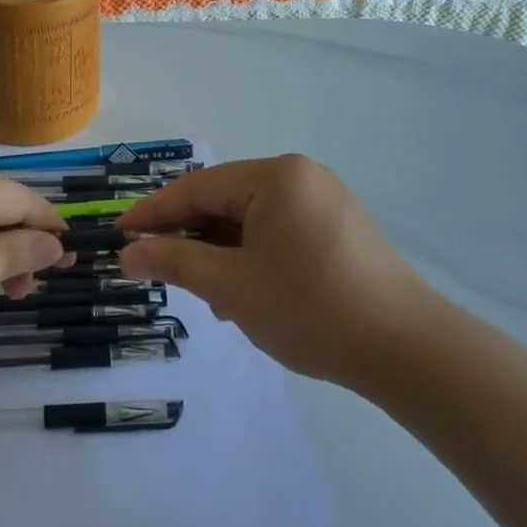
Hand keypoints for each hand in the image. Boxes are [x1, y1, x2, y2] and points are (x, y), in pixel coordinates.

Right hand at [116, 155, 439, 387]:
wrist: (407, 349)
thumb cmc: (309, 309)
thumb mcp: (231, 286)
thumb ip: (175, 263)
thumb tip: (128, 253)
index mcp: (275, 177)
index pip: (197, 187)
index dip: (154, 213)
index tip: (120, 235)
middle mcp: (301, 177)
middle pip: (226, 201)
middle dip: (192, 239)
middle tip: (164, 274)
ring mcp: (326, 201)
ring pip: (252, 220)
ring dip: (223, 253)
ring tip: (213, 298)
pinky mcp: (340, 228)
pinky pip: (280, 231)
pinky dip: (254, 257)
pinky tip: (249, 293)